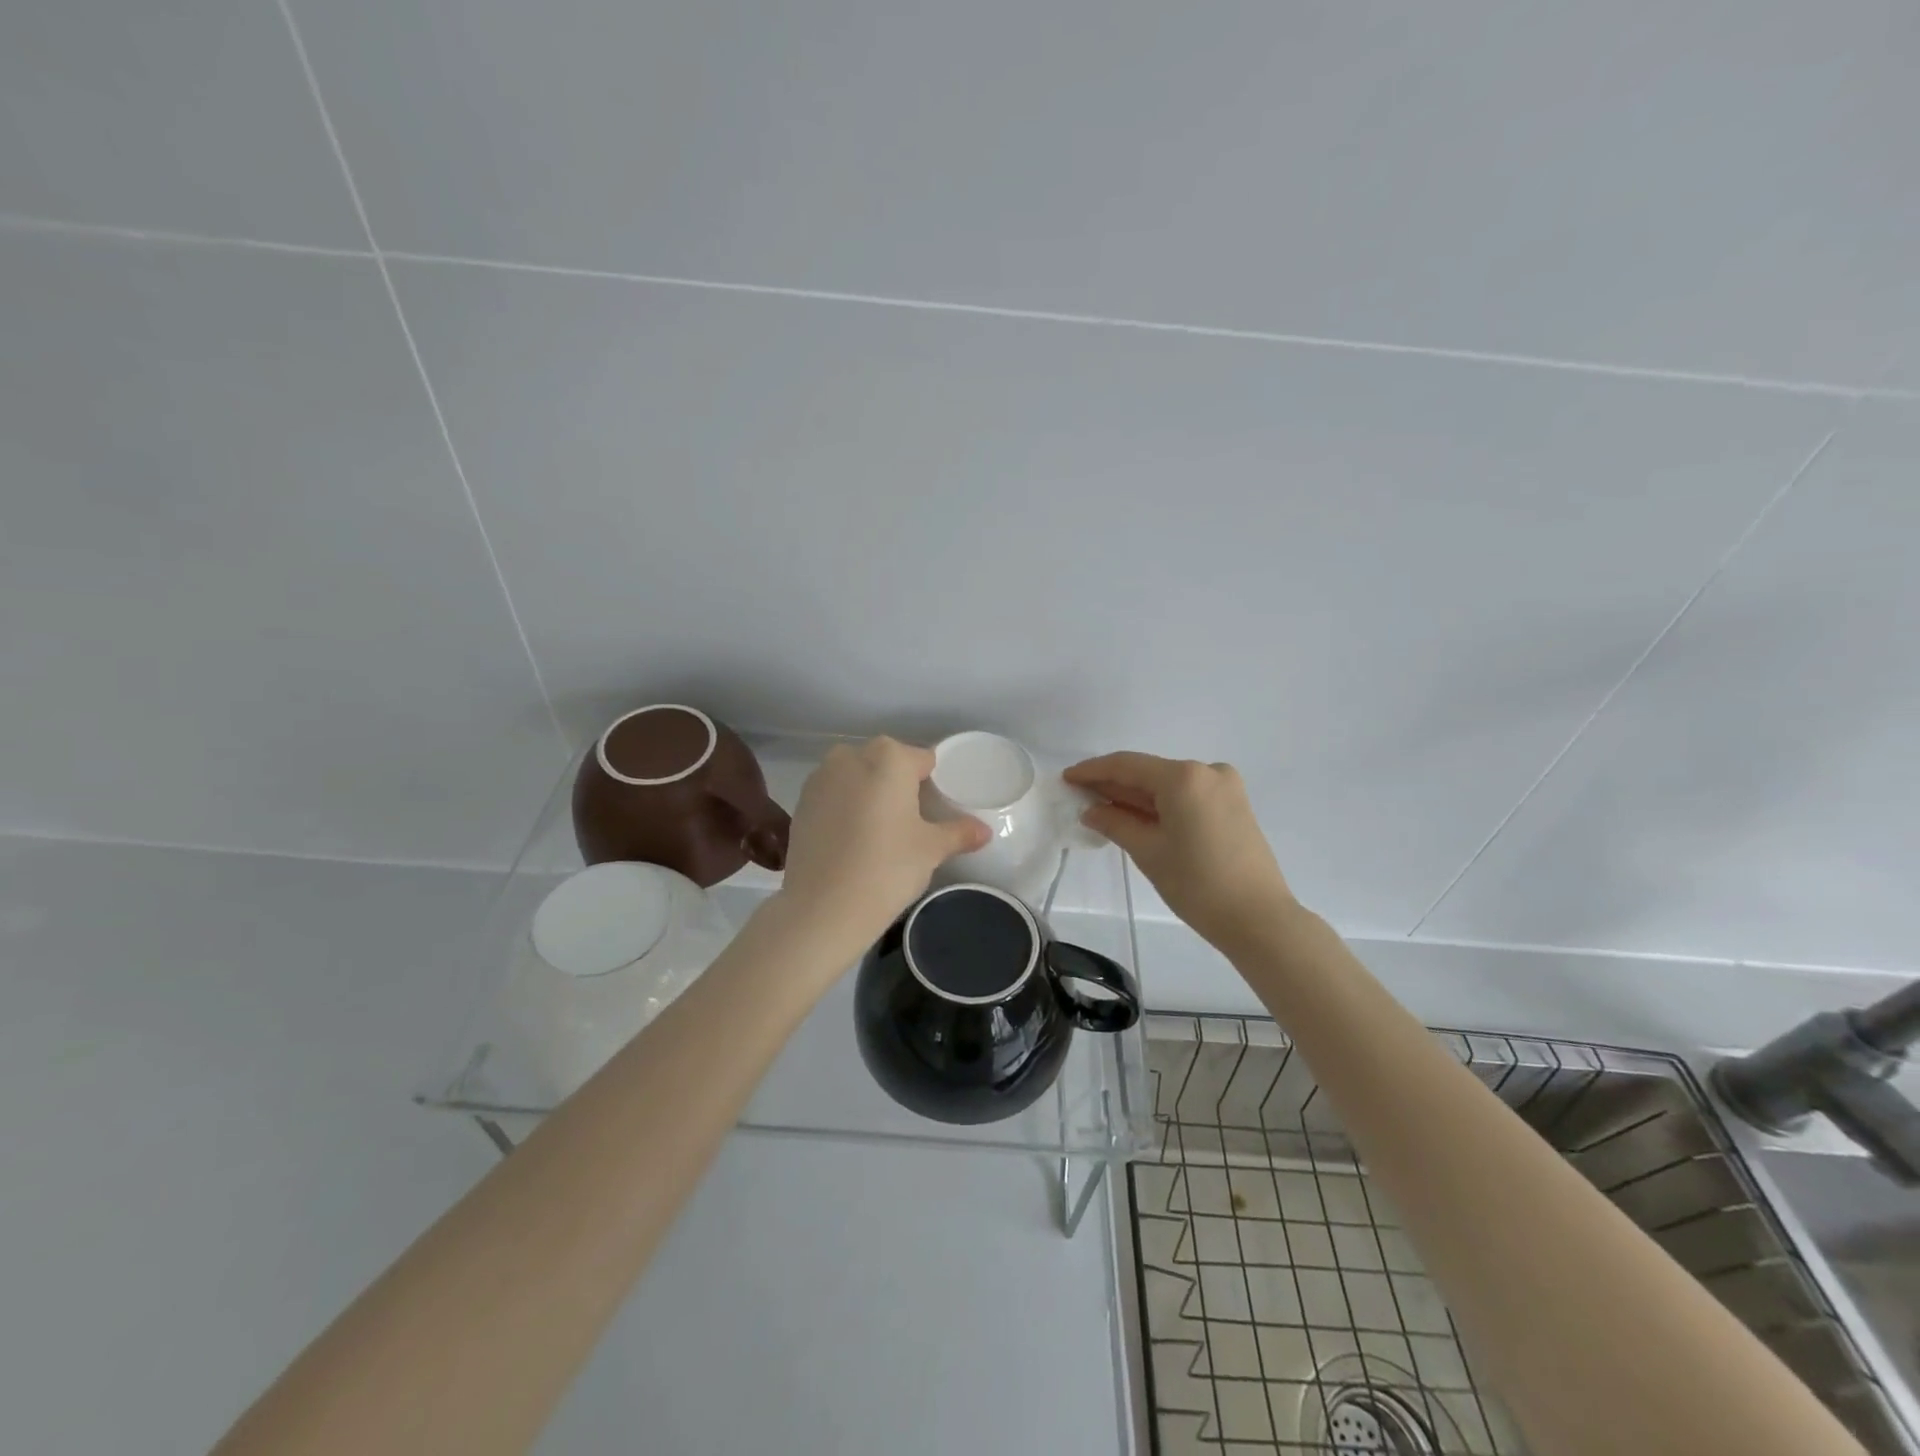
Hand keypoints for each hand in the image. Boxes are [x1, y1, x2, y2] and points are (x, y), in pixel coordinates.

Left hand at [774, 737, 989, 956]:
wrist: (823, 908)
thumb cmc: (887, 868)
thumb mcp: (931, 850)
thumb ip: (959, 833)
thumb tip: (984, 831)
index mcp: (889, 758)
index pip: (922, 760)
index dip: (933, 783)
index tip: (936, 809)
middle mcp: (851, 756)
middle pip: (885, 763)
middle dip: (898, 784)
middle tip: (911, 821)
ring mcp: (820, 778)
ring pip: (856, 776)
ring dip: (869, 793)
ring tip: (880, 831)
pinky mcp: (800, 803)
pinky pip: (833, 795)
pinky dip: (845, 808)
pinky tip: (852, 840)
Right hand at [1065, 752, 1296, 952]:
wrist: (1259, 919)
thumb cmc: (1197, 884)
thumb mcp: (1148, 851)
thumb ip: (1115, 823)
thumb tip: (1092, 810)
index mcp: (1184, 777)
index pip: (1127, 765)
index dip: (1093, 771)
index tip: (1067, 778)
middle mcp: (1207, 771)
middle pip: (1149, 772)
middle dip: (1114, 784)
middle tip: (1080, 795)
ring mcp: (1225, 787)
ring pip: (1168, 785)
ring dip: (1136, 796)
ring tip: (1102, 807)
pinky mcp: (1234, 805)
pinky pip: (1187, 796)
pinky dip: (1161, 804)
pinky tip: (1137, 816)